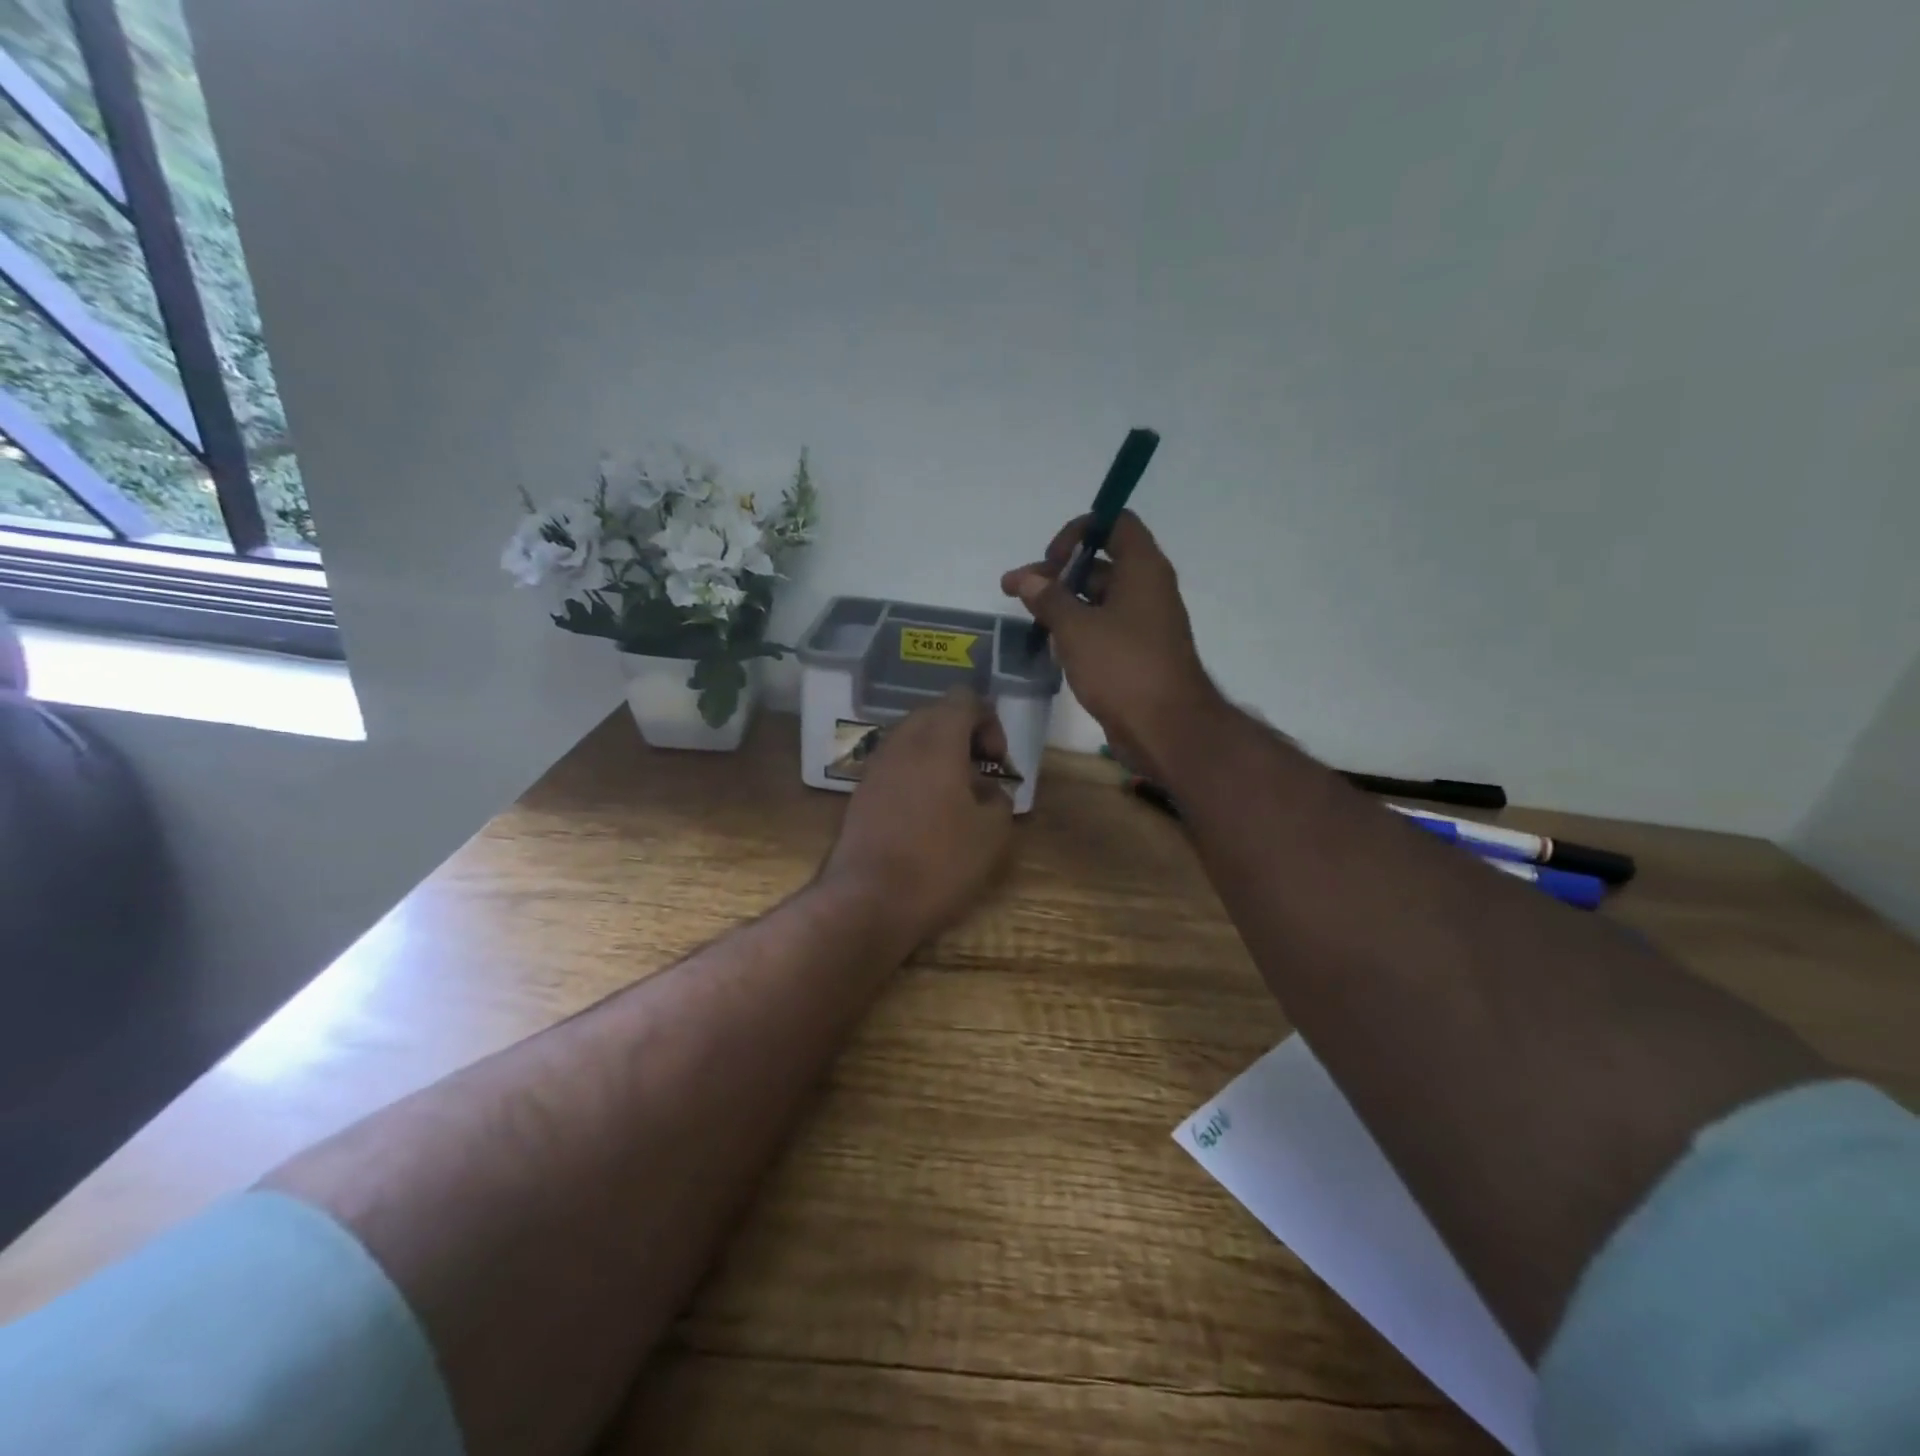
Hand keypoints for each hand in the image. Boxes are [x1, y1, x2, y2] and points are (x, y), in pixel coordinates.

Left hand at [819, 687, 1015, 945]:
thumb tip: (987, 789)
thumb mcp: (992, 832)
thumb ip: (999, 797)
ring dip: (939, 756)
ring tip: (956, 798)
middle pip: (936, 714)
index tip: (997, 763)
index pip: (965, 699)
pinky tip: (927, 815)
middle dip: (964, 736)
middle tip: (981, 776)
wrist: (867, 901)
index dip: (989, 723)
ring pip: (912, 739)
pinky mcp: (860, 792)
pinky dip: (916, 775)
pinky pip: (895, 765)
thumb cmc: (938, 862)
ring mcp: (875, 766)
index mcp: (937, 740)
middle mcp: (901, 742)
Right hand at [1002, 511, 1225, 779]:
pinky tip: (1049, 643)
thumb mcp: (1077, 628)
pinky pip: (1104, 628)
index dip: (1079, 531)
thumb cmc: (1123, 667)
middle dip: (1056, 573)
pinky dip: (1077, 629)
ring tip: (1026, 617)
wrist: (1166, 728)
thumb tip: (1026, 578)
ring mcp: (1143, 623)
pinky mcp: (1136, 653)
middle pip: (1099, 564)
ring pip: (1098, 599)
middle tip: (1015, 589)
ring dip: (1062, 603)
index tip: (1051, 558)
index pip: (1115, 524)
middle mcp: (1147, 589)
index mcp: (1142, 569)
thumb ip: (1048, 598)